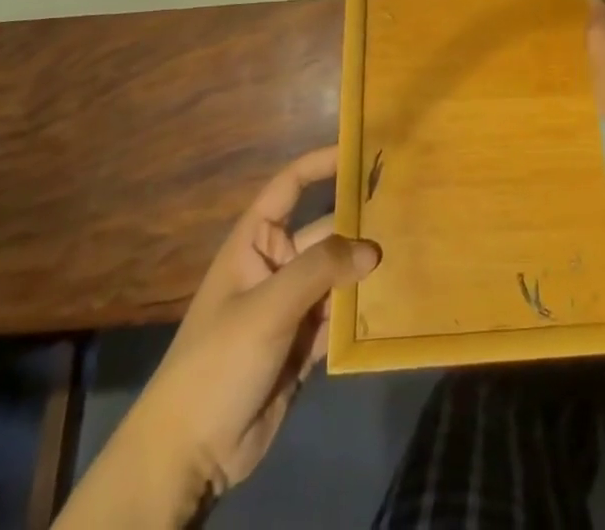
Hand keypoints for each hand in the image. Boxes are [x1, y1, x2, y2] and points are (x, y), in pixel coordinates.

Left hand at [142, 148, 380, 501]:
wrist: (190, 455)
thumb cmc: (219, 361)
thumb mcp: (268, 307)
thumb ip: (321, 270)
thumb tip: (373, 249)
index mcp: (255, 243)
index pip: (289, 187)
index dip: (320, 165)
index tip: (359, 150)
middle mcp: (275, 267)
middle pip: (325, 233)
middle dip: (360, 225)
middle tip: (408, 210)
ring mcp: (291, 307)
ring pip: (337, 276)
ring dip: (366, 272)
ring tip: (414, 253)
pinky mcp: (303, 346)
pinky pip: (340, 318)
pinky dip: (363, 312)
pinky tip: (396, 303)